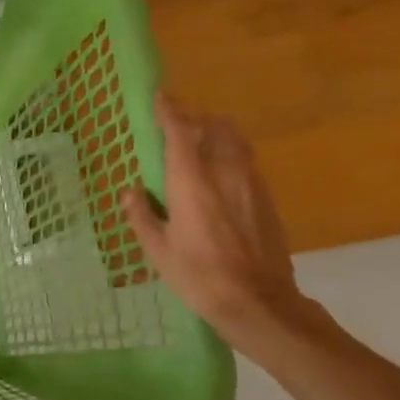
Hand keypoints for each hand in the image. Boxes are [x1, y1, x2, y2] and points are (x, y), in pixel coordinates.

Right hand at [120, 95, 310, 349]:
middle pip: (214, 126)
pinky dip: (231, 155)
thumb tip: (132, 192)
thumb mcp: (158, 250)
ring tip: (200, 145)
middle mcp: (224, 171)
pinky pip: (247, 161)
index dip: (169, 110)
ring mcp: (251, 183)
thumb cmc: (199, 277)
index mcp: (191, 181)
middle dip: (195, 119)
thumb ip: (143, 216)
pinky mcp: (267, 198)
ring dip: (216, 134)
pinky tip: (220, 176)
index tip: (159, 97)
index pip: (180, 131)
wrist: (259, 302)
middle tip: (177, 126)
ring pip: (235, 140)